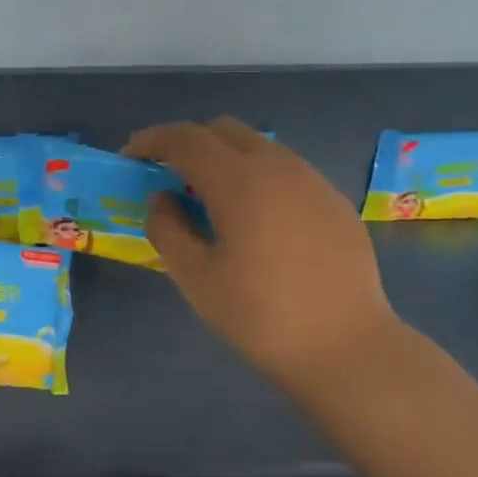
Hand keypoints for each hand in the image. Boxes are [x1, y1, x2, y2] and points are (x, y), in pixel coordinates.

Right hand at [125, 119, 399, 391]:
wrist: (346, 346)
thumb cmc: (260, 315)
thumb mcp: (196, 278)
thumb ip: (167, 229)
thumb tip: (162, 200)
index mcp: (239, 180)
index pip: (186, 138)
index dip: (152, 141)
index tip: (131, 157)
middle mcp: (278, 166)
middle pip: (224, 130)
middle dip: (190, 144)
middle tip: (170, 178)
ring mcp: (312, 180)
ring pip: (259, 147)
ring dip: (226, 160)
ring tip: (212, 202)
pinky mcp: (334, 201)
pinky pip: (286, 171)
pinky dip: (258, 179)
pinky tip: (257, 222)